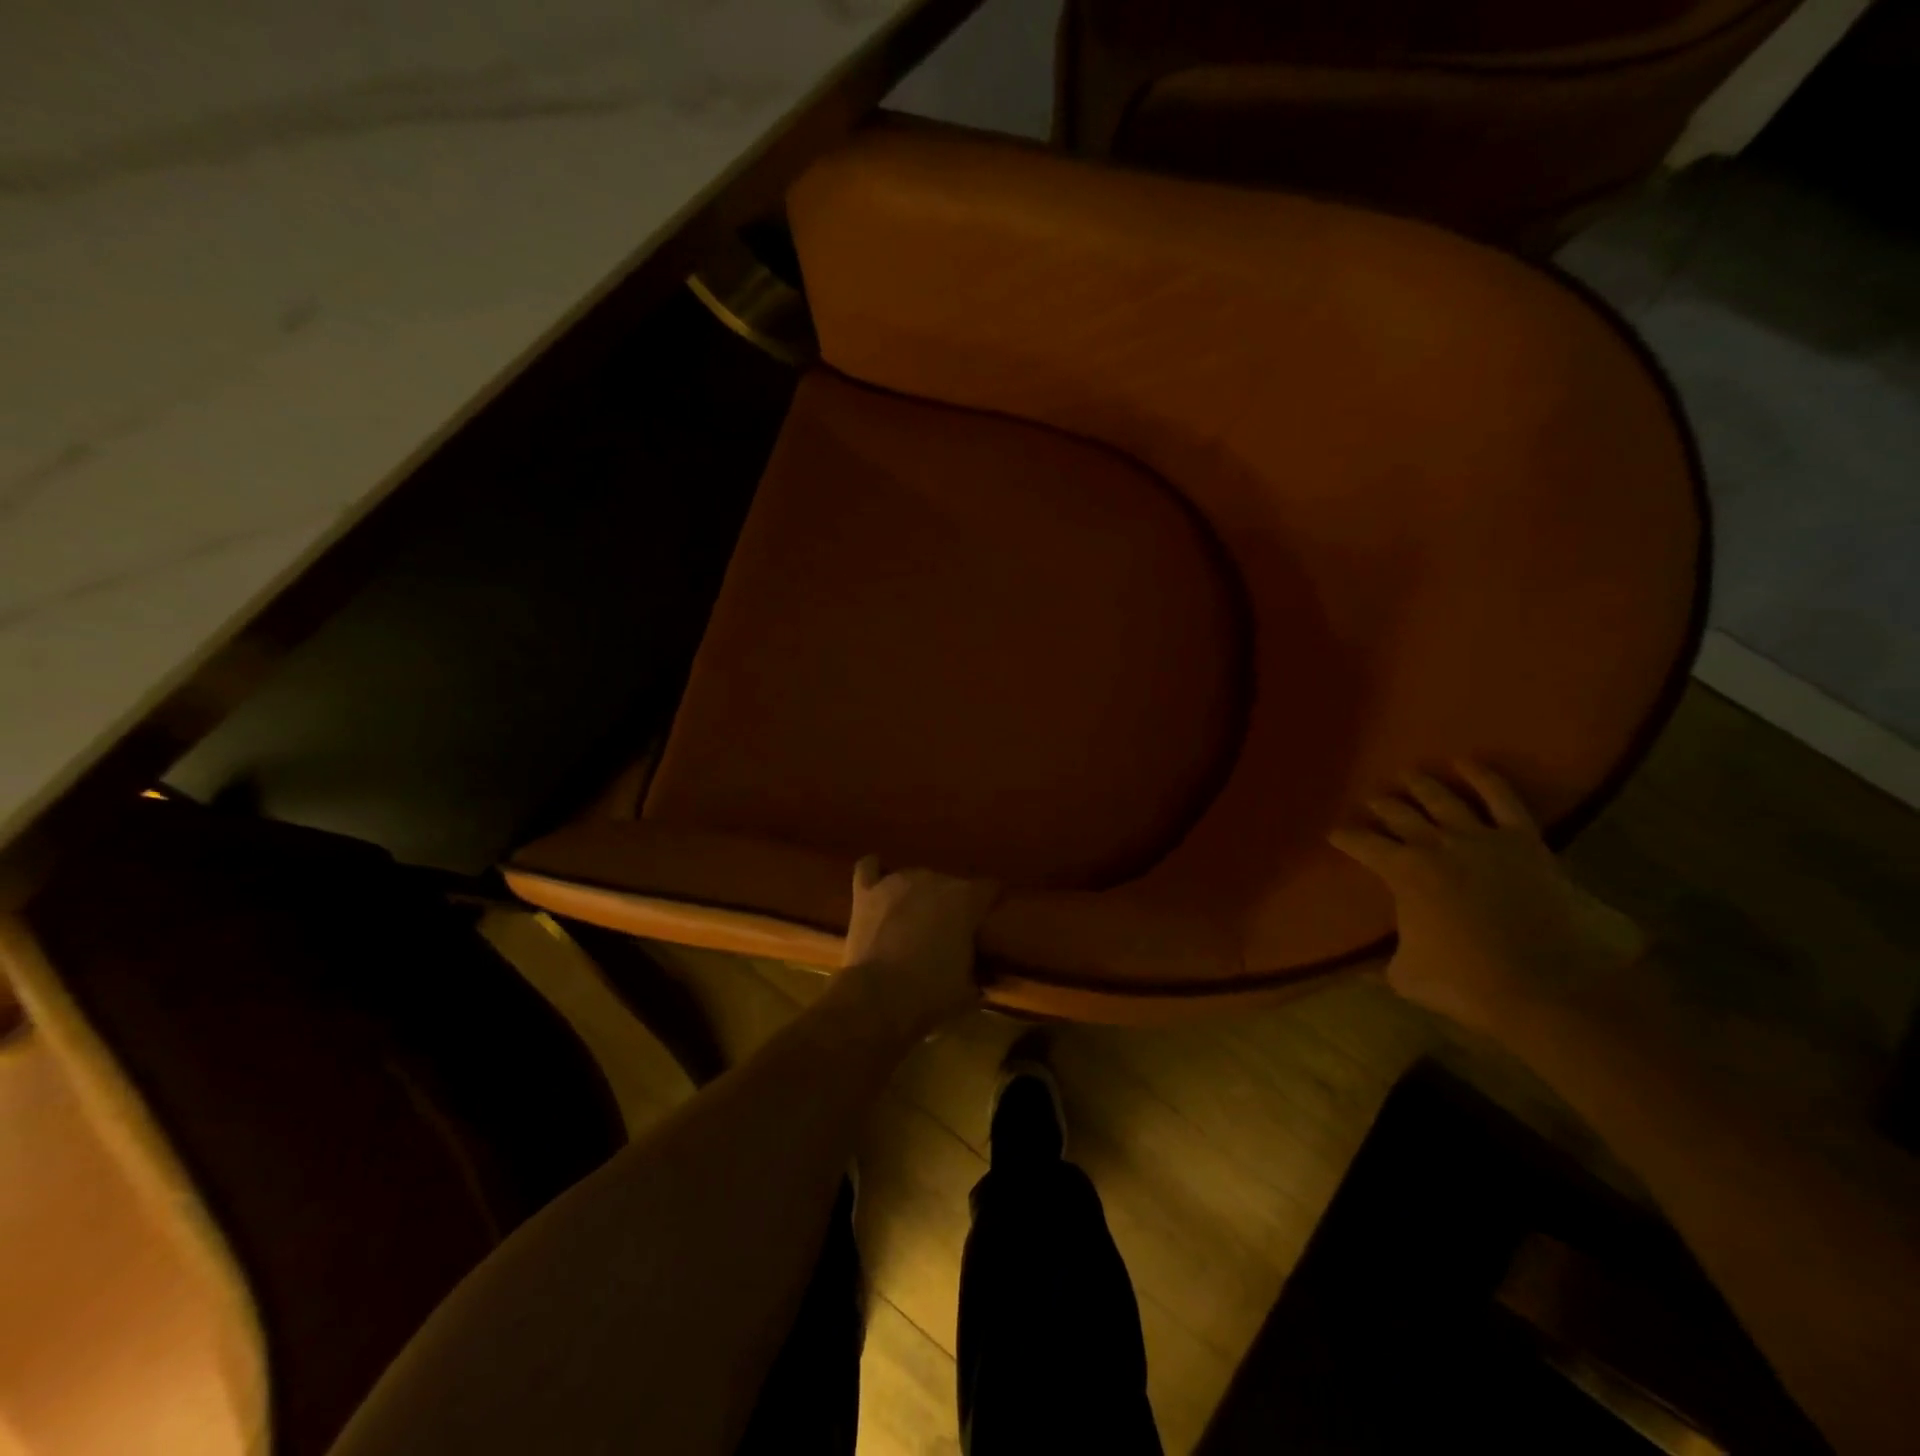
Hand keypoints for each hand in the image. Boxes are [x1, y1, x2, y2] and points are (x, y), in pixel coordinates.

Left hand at [841, 857, 997, 1037]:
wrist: (879, 998)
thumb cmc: (932, 993)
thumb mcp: (969, 989)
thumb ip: (978, 973)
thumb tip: (982, 976)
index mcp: (965, 899)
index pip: (989, 889)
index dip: (991, 904)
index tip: (991, 921)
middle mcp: (933, 879)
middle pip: (950, 884)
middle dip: (951, 905)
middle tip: (949, 934)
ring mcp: (896, 882)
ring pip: (914, 877)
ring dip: (918, 895)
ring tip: (915, 920)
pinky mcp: (866, 893)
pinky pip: (869, 868)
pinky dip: (875, 871)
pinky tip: (878, 880)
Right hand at [1328, 762, 1646, 1038]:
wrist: (1547, 987)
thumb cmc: (1467, 983)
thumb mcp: (1405, 976)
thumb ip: (1386, 958)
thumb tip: (1368, 962)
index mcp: (1402, 872)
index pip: (1361, 844)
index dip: (1345, 837)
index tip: (1335, 834)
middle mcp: (1434, 844)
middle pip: (1398, 814)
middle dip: (1381, 806)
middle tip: (1372, 802)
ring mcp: (1480, 838)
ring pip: (1442, 798)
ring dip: (1421, 784)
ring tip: (1408, 775)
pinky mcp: (1522, 841)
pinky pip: (1501, 798)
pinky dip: (1483, 777)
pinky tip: (1466, 763)